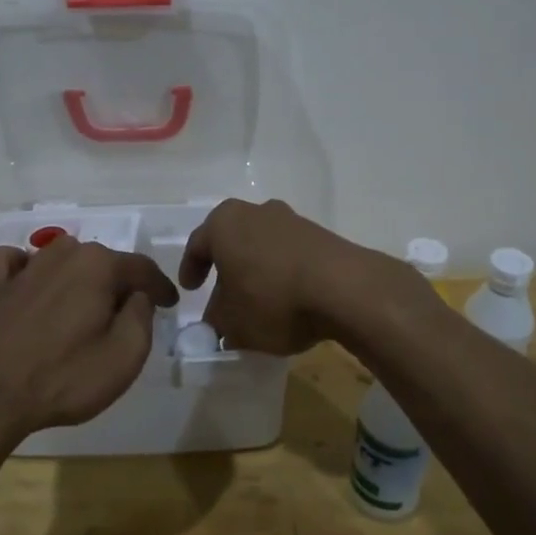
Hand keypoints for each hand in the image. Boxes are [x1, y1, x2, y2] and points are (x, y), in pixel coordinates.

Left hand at [0, 238, 178, 440]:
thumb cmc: (65, 376)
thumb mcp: (126, 354)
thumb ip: (142, 316)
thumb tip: (137, 296)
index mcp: (98, 265)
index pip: (142, 268)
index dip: (160, 287)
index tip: (171, 305)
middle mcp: (63, 253)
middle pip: (103, 261)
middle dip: (120, 283)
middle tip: (129, 313)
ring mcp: (26, 267)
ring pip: (64, 257)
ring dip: (79, 275)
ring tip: (85, 303)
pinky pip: (14, 262)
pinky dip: (25, 267)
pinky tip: (30, 284)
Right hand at [178, 199, 429, 354]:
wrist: (344, 289)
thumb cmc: (272, 299)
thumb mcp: (233, 322)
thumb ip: (218, 321)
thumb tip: (218, 321)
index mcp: (225, 223)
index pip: (198, 244)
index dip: (191, 268)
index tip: (191, 290)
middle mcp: (257, 212)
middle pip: (233, 240)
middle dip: (226, 267)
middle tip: (222, 295)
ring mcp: (292, 220)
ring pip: (263, 245)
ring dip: (257, 269)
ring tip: (258, 301)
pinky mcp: (321, 235)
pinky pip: (290, 253)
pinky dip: (283, 272)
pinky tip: (288, 299)